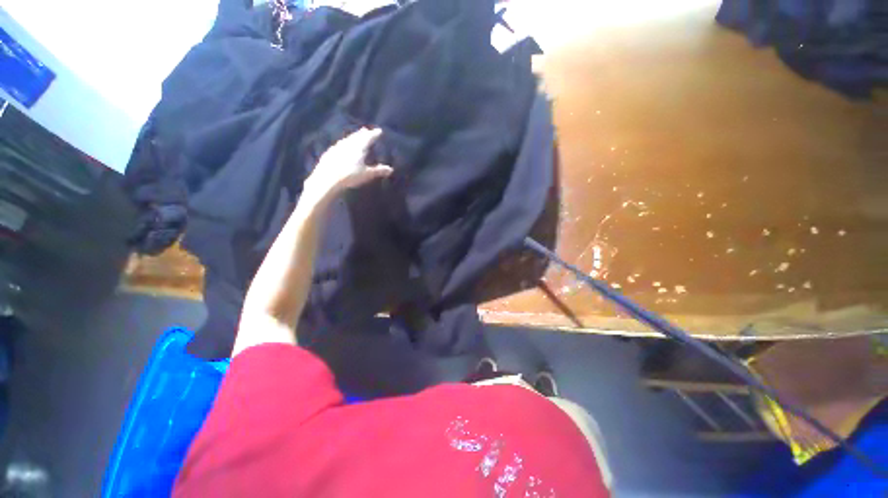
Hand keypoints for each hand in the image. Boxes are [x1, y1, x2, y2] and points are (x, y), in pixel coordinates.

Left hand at [305, 128, 392, 200]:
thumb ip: (378, 171)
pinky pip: (339, 145)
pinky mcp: (329, 153)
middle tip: (366, 130)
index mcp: (359, 147)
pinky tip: (342, 147)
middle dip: (362, 133)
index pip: (368, 138)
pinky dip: (344, 144)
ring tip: (355, 137)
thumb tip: (390, 169)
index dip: (374, 134)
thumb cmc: (350, 176)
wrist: (328, 179)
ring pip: (347, 139)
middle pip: (356, 136)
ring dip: (352, 137)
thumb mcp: (367, 174)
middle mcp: (348, 144)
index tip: (379, 131)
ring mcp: (337, 147)